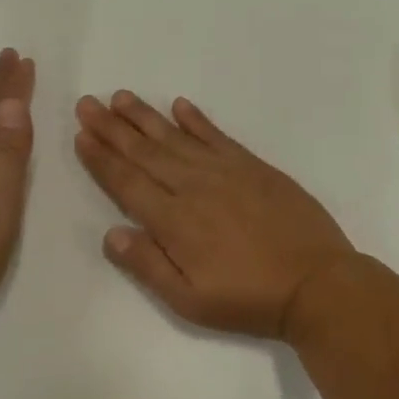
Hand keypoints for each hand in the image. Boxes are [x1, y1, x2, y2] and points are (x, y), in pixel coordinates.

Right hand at [73, 91, 354, 339]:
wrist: (317, 284)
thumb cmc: (249, 299)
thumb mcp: (191, 300)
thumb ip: (148, 265)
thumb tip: (110, 233)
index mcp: (174, 221)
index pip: (127, 182)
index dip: (102, 159)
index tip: (81, 135)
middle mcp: (193, 186)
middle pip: (144, 152)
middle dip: (112, 128)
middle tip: (88, 104)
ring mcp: (225, 171)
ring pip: (175, 137)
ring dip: (145, 117)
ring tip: (121, 97)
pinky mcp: (252, 165)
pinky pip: (216, 135)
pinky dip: (196, 119)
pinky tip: (180, 105)